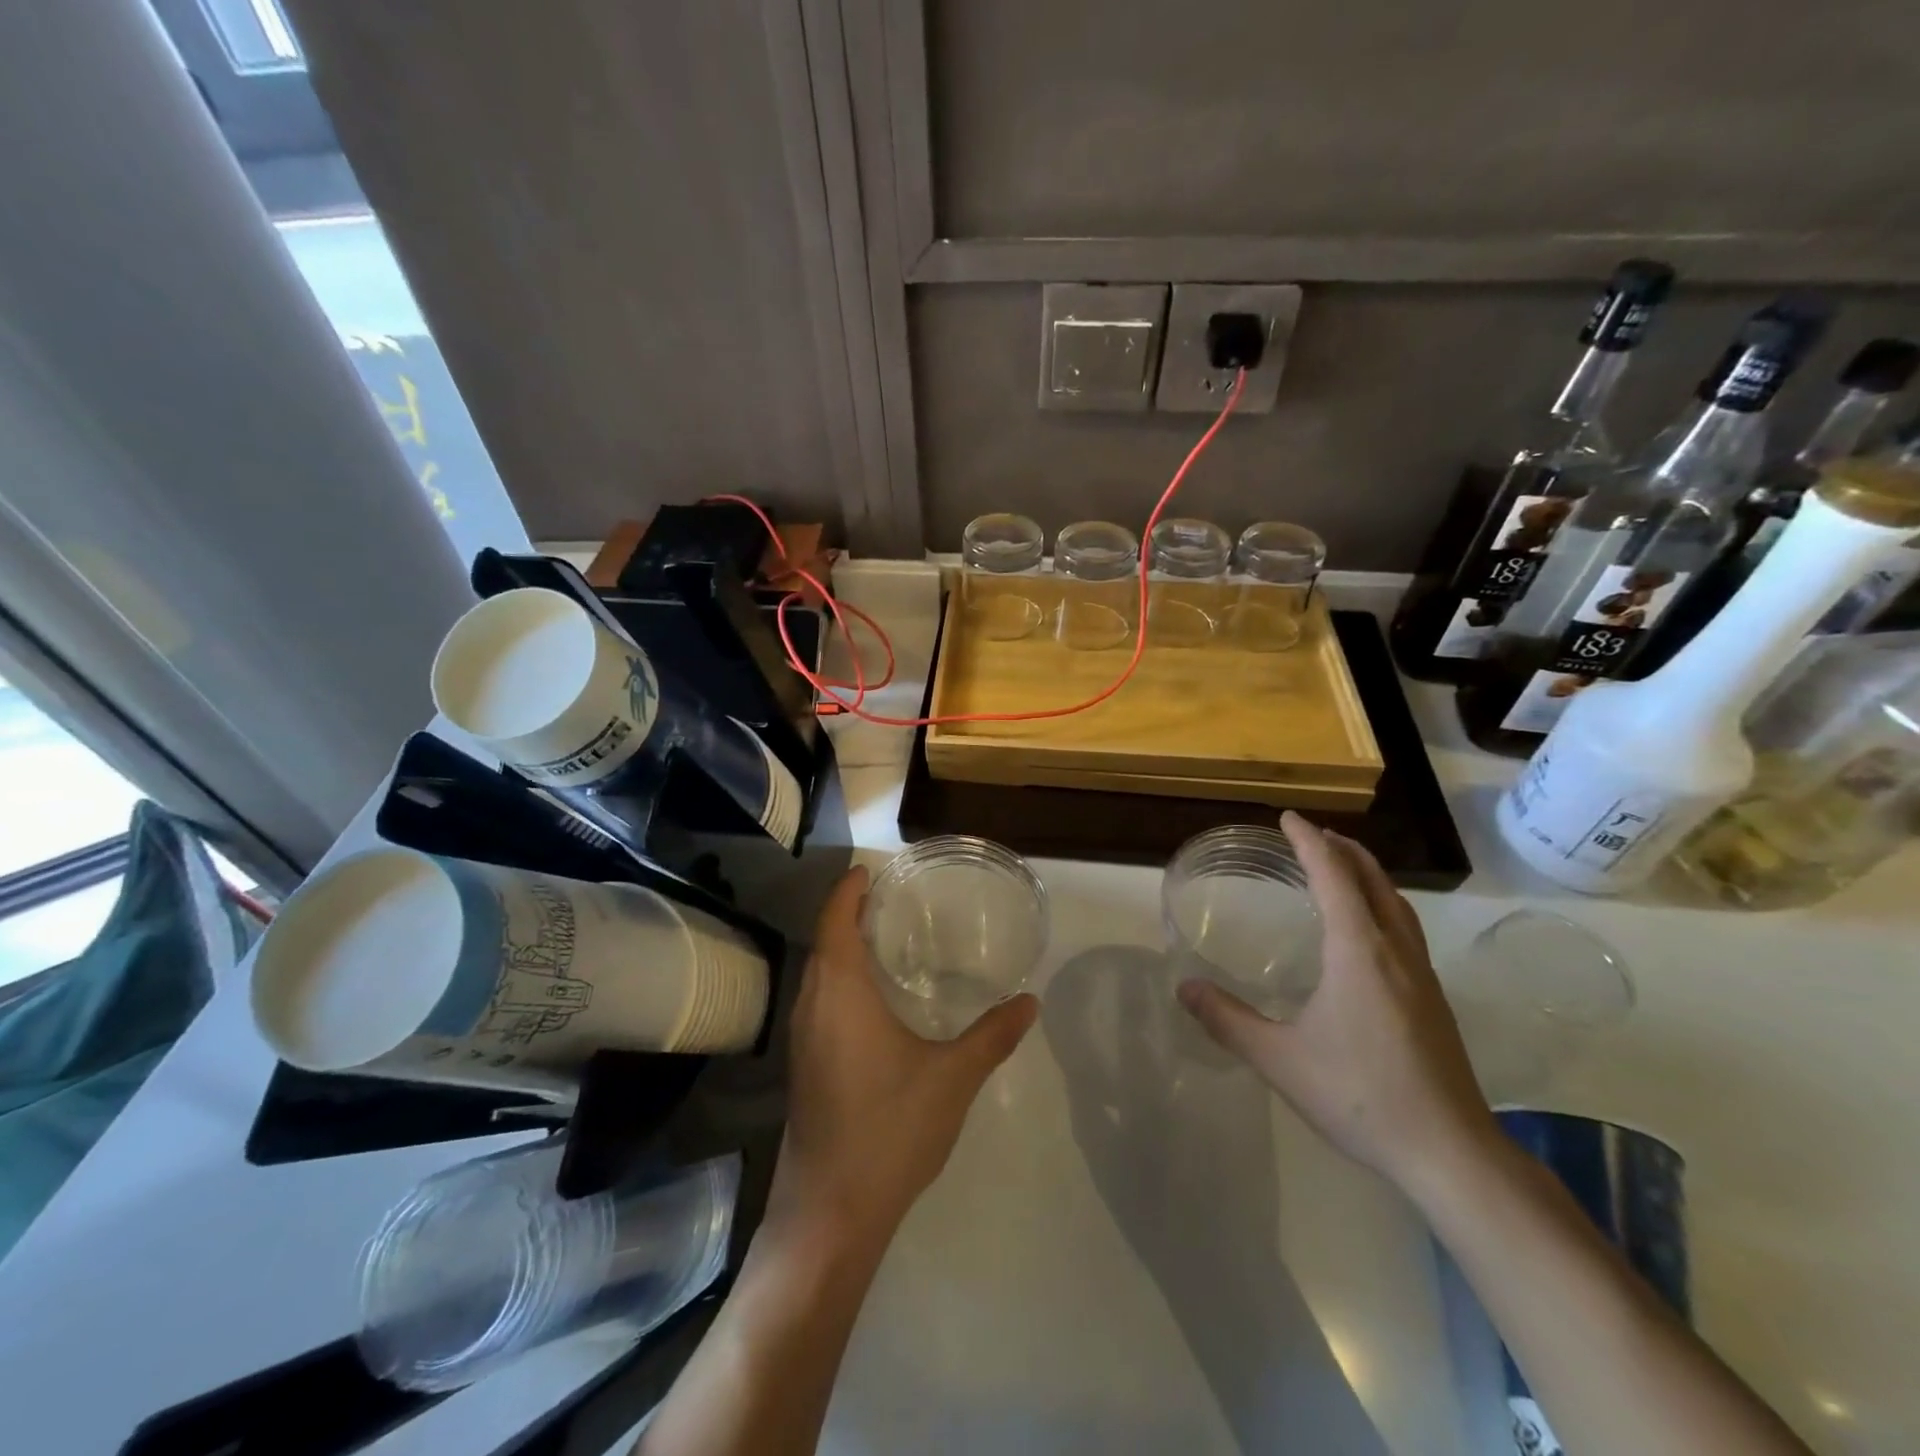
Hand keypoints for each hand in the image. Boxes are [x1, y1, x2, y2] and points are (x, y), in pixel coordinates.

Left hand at [770, 865, 1038, 1245]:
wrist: (831, 1213)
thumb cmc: (889, 1129)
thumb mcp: (953, 1078)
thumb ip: (992, 1036)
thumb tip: (1030, 1001)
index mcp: (840, 992)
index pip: (835, 919)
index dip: (849, 889)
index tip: (871, 870)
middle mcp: (812, 1005)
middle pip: (824, 940)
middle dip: (849, 912)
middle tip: (892, 898)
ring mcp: (802, 1038)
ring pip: (819, 972)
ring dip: (843, 946)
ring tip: (887, 937)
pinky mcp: (804, 1065)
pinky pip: (820, 1000)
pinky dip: (841, 979)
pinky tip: (874, 998)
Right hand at [1177, 812, 1496, 1196]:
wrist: (1451, 1153)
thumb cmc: (1361, 1096)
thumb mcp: (1280, 1059)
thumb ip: (1228, 1020)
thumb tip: (1183, 988)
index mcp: (1358, 951)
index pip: (1333, 876)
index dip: (1309, 842)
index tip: (1288, 818)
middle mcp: (1394, 951)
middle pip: (1373, 879)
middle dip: (1342, 849)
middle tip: (1310, 835)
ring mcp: (1421, 975)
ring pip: (1395, 902)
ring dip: (1366, 874)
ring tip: (1339, 867)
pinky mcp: (1433, 999)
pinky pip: (1404, 927)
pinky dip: (1380, 903)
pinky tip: (1366, 931)